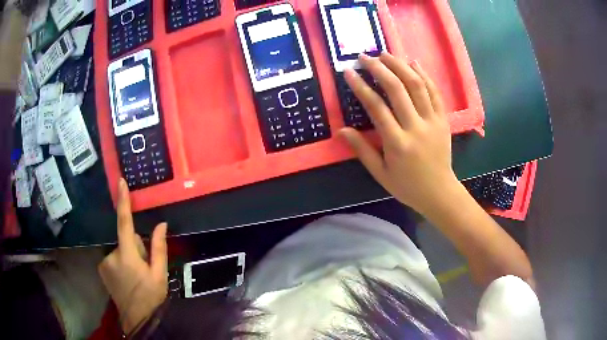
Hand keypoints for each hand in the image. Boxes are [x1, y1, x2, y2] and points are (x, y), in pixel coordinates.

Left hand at [98, 179, 167, 333]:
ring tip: (136, 275)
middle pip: (126, 239)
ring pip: (120, 249)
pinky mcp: (102, 268)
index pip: (124, 223)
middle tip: (145, 267)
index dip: (123, 202)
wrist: (136, 319)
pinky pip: (114, 257)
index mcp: (127, 256)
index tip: (120, 181)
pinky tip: (127, 278)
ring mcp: (104, 262)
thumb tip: (161, 224)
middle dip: (136, 247)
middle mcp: (111, 255)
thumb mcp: (160, 275)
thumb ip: (159, 248)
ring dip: (129, 257)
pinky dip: (121, 263)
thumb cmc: (151, 297)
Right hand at [341, 52, 459, 214]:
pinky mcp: (443, 120)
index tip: (348, 71)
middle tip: (364, 57)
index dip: (360, 86)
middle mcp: (415, 127)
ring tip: (385, 54)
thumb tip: (340, 130)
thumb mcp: (380, 173)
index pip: (376, 106)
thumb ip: (361, 149)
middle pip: (397, 89)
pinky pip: (435, 92)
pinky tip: (413, 63)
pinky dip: (424, 75)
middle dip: (378, 68)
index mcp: (397, 143)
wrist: (439, 192)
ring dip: (400, 66)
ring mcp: (432, 121)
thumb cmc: (407, 186)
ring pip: (417, 85)